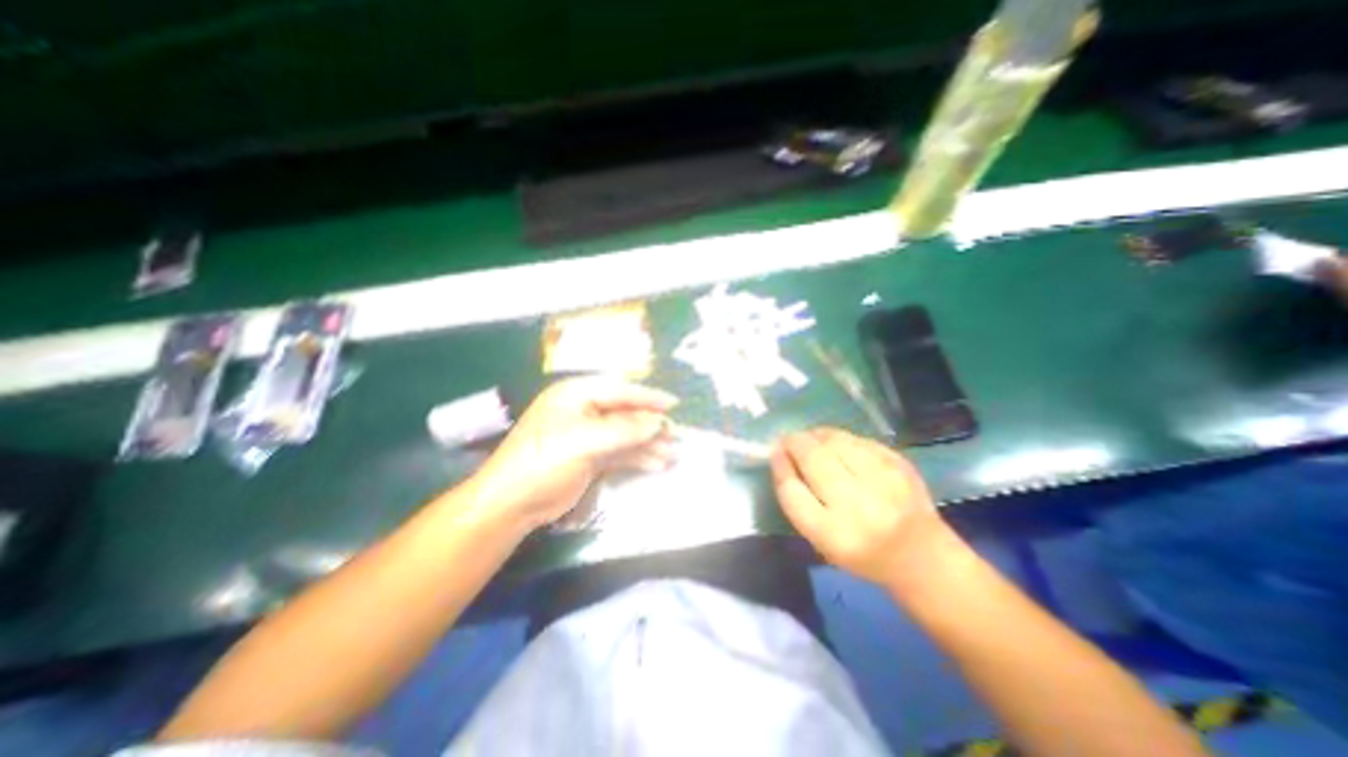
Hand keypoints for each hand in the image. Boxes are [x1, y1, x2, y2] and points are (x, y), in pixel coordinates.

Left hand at [469, 380, 680, 531]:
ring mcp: (587, 434)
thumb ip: (624, 430)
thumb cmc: (544, 461)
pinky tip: (657, 463)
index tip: (674, 404)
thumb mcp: (583, 441)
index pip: (619, 390)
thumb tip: (658, 423)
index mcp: (576, 394)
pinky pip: (620, 452)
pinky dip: (638, 457)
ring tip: (673, 453)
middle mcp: (583, 410)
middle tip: (676, 434)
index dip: (648, 397)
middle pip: (625, 413)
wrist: (512, 503)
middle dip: (651, 424)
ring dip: (648, 443)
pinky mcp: (590, 456)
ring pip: (625, 434)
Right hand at [769, 430, 970, 593]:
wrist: (922, 556)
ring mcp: (884, 481)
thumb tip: (780, 454)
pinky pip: (857, 439)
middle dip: (794, 442)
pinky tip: (837, 446)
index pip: (792, 491)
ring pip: (835, 441)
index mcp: (835, 535)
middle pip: (813, 457)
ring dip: (815, 436)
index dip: (780, 465)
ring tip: (811, 441)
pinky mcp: (900, 464)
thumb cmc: (862, 553)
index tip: (775, 453)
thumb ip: (797, 499)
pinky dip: (839, 438)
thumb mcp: (821, 540)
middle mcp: (860, 506)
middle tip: (789, 441)